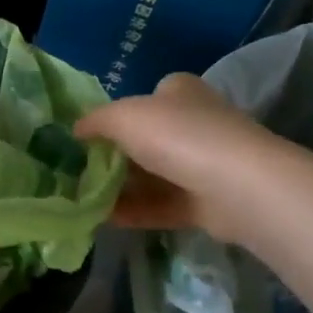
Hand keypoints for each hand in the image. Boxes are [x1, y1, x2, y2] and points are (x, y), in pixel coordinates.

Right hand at [75, 73, 277, 239]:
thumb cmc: (177, 136)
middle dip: (115, 155)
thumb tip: (76, 130)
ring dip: (121, 187)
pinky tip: (103, 219)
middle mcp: (195, 123)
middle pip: (147, 138)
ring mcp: (204, 164)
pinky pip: (162, 205)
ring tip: (84, 199)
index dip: (119, 112)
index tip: (91, 134)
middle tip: (80, 170)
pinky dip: (134, 211)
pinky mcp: (206, 203)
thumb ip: (95, 121)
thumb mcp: (123, 117)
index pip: (148, 96)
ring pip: (153, 175)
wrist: (237, 186)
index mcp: (180, 92)